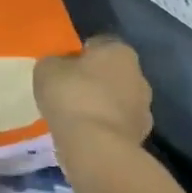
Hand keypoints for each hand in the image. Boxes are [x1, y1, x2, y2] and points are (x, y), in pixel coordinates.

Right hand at [33, 35, 152, 143]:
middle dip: (93, 80)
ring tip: (74, 117)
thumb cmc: (71, 96)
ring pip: (116, 101)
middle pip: (111, 73)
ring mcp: (144, 109)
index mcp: (119, 51)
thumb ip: (55, 63)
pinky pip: (116, 125)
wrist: (96, 148)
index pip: (98, 44)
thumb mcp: (46, 69)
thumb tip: (60, 67)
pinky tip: (84, 135)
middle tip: (68, 92)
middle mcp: (139, 76)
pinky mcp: (141, 137)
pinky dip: (103, 128)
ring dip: (100, 106)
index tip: (63, 67)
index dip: (79, 54)